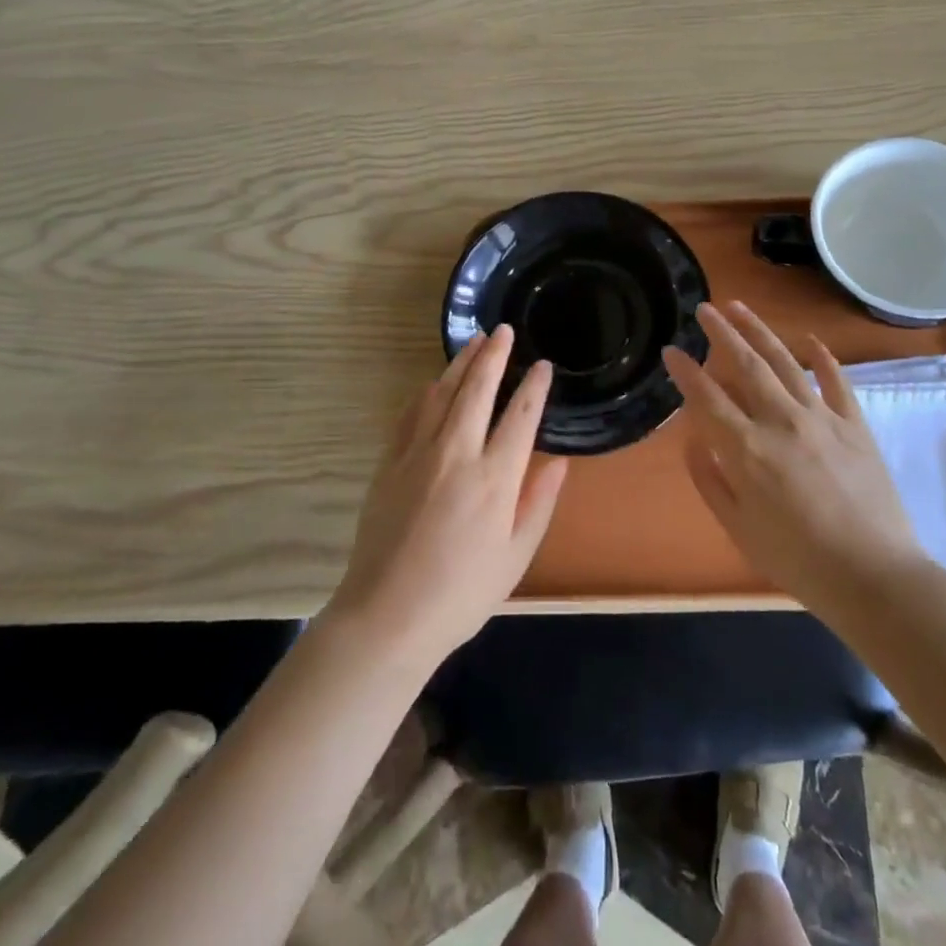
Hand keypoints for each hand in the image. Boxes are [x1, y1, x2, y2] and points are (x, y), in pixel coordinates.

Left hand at [326, 325, 568, 670]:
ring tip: (475, 341)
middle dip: (494, 355)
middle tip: (503, 330)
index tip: (543, 365)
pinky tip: (435, 382)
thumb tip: (558, 461)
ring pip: (442, 393)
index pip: (520, 416)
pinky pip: (410, 413)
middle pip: (478, 390)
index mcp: (494, 480)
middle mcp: (457, 455)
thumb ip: (539, 503)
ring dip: (461, 364)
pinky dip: (427, 391)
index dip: (534, 387)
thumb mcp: (515, 557)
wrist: (387, 615)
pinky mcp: (390, 462)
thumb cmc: (461, 593)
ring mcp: (418, 454)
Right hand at [665, 301, 926, 613]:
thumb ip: (711, 481)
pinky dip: (823, 358)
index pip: (707, 398)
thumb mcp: (739, 529)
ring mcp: (822, 419)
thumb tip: (693, 441)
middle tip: (704, 308)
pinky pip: (836, 382)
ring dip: (760, 332)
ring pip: (785, 363)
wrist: (875, 578)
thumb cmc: (798, 561)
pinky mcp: (854, 426)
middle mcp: (781, 422)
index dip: (685, 372)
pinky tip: (810, 341)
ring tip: (741, 308)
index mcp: (747, 450)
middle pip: (746, 366)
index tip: (671, 350)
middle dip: (721, 333)